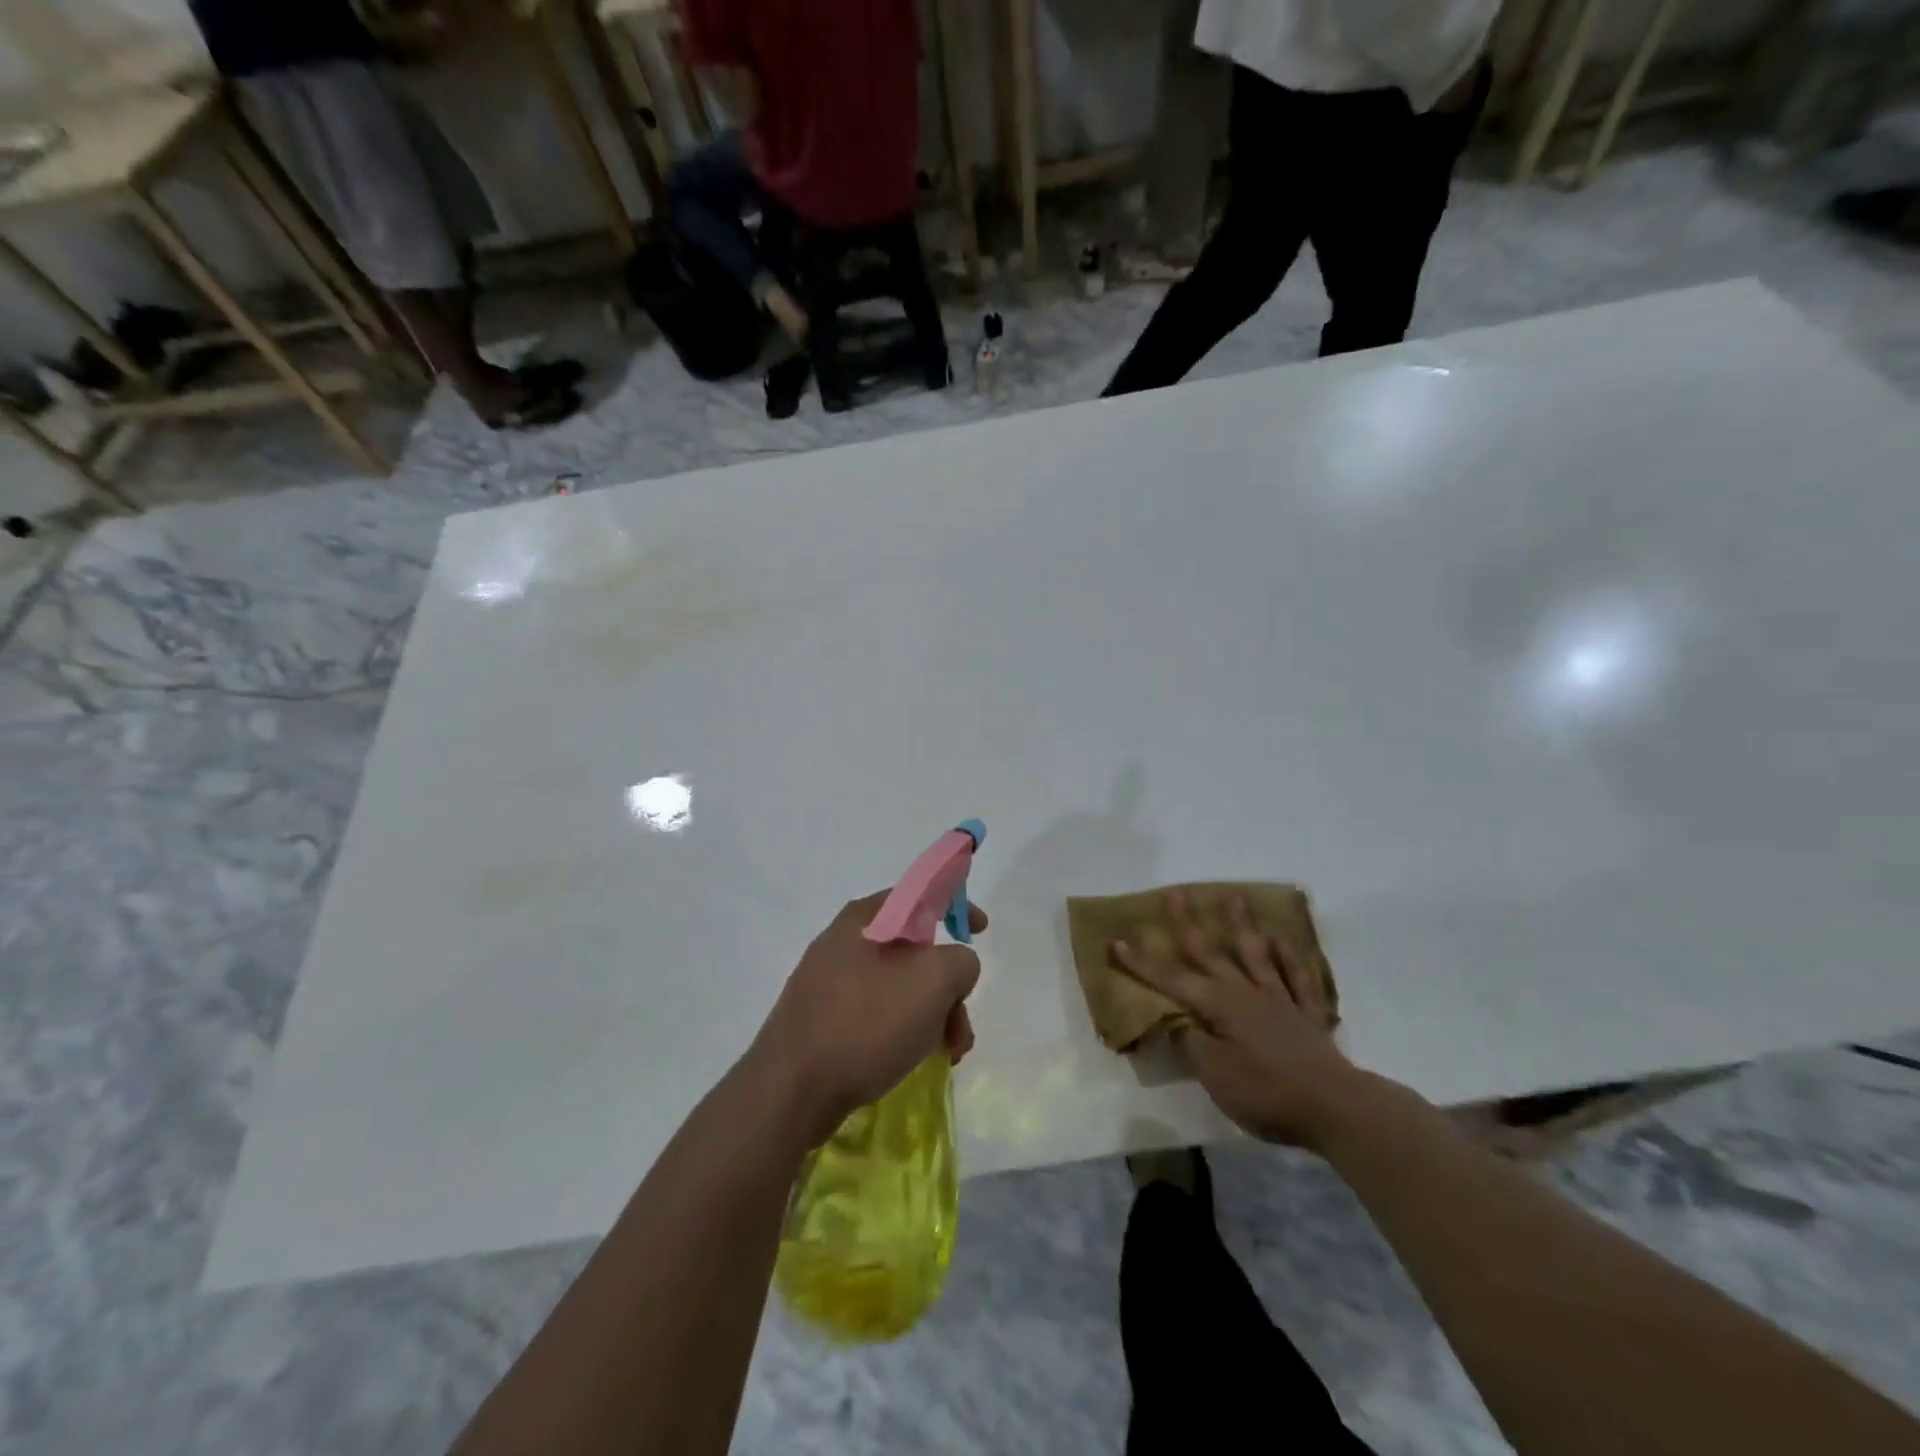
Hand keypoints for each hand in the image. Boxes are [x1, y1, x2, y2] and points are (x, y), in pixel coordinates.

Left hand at [750, 893, 985, 1144]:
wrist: (790, 1091)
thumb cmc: (865, 1023)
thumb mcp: (933, 981)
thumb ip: (960, 960)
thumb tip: (954, 968)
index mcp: (866, 918)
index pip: (920, 893)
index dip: (956, 904)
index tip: (981, 930)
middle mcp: (845, 942)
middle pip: (915, 950)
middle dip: (948, 986)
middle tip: (960, 1024)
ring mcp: (829, 982)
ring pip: (900, 987)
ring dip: (932, 1015)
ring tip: (946, 1054)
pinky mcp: (823, 1020)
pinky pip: (877, 1013)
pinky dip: (904, 1031)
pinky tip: (912, 1060)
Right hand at [1110, 890, 1365, 1150]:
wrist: (1334, 1108)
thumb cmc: (1266, 1092)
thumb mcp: (1216, 1075)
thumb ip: (1193, 1043)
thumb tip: (1180, 1020)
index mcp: (1219, 1005)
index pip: (1171, 979)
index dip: (1142, 962)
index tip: (1116, 941)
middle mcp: (1246, 992)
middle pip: (1211, 952)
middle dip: (1188, 924)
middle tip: (1176, 893)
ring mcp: (1279, 1000)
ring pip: (1255, 954)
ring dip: (1241, 925)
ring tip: (1233, 896)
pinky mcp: (1306, 1015)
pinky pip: (1297, 978)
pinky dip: (1289, 956)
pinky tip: (1282, 939)